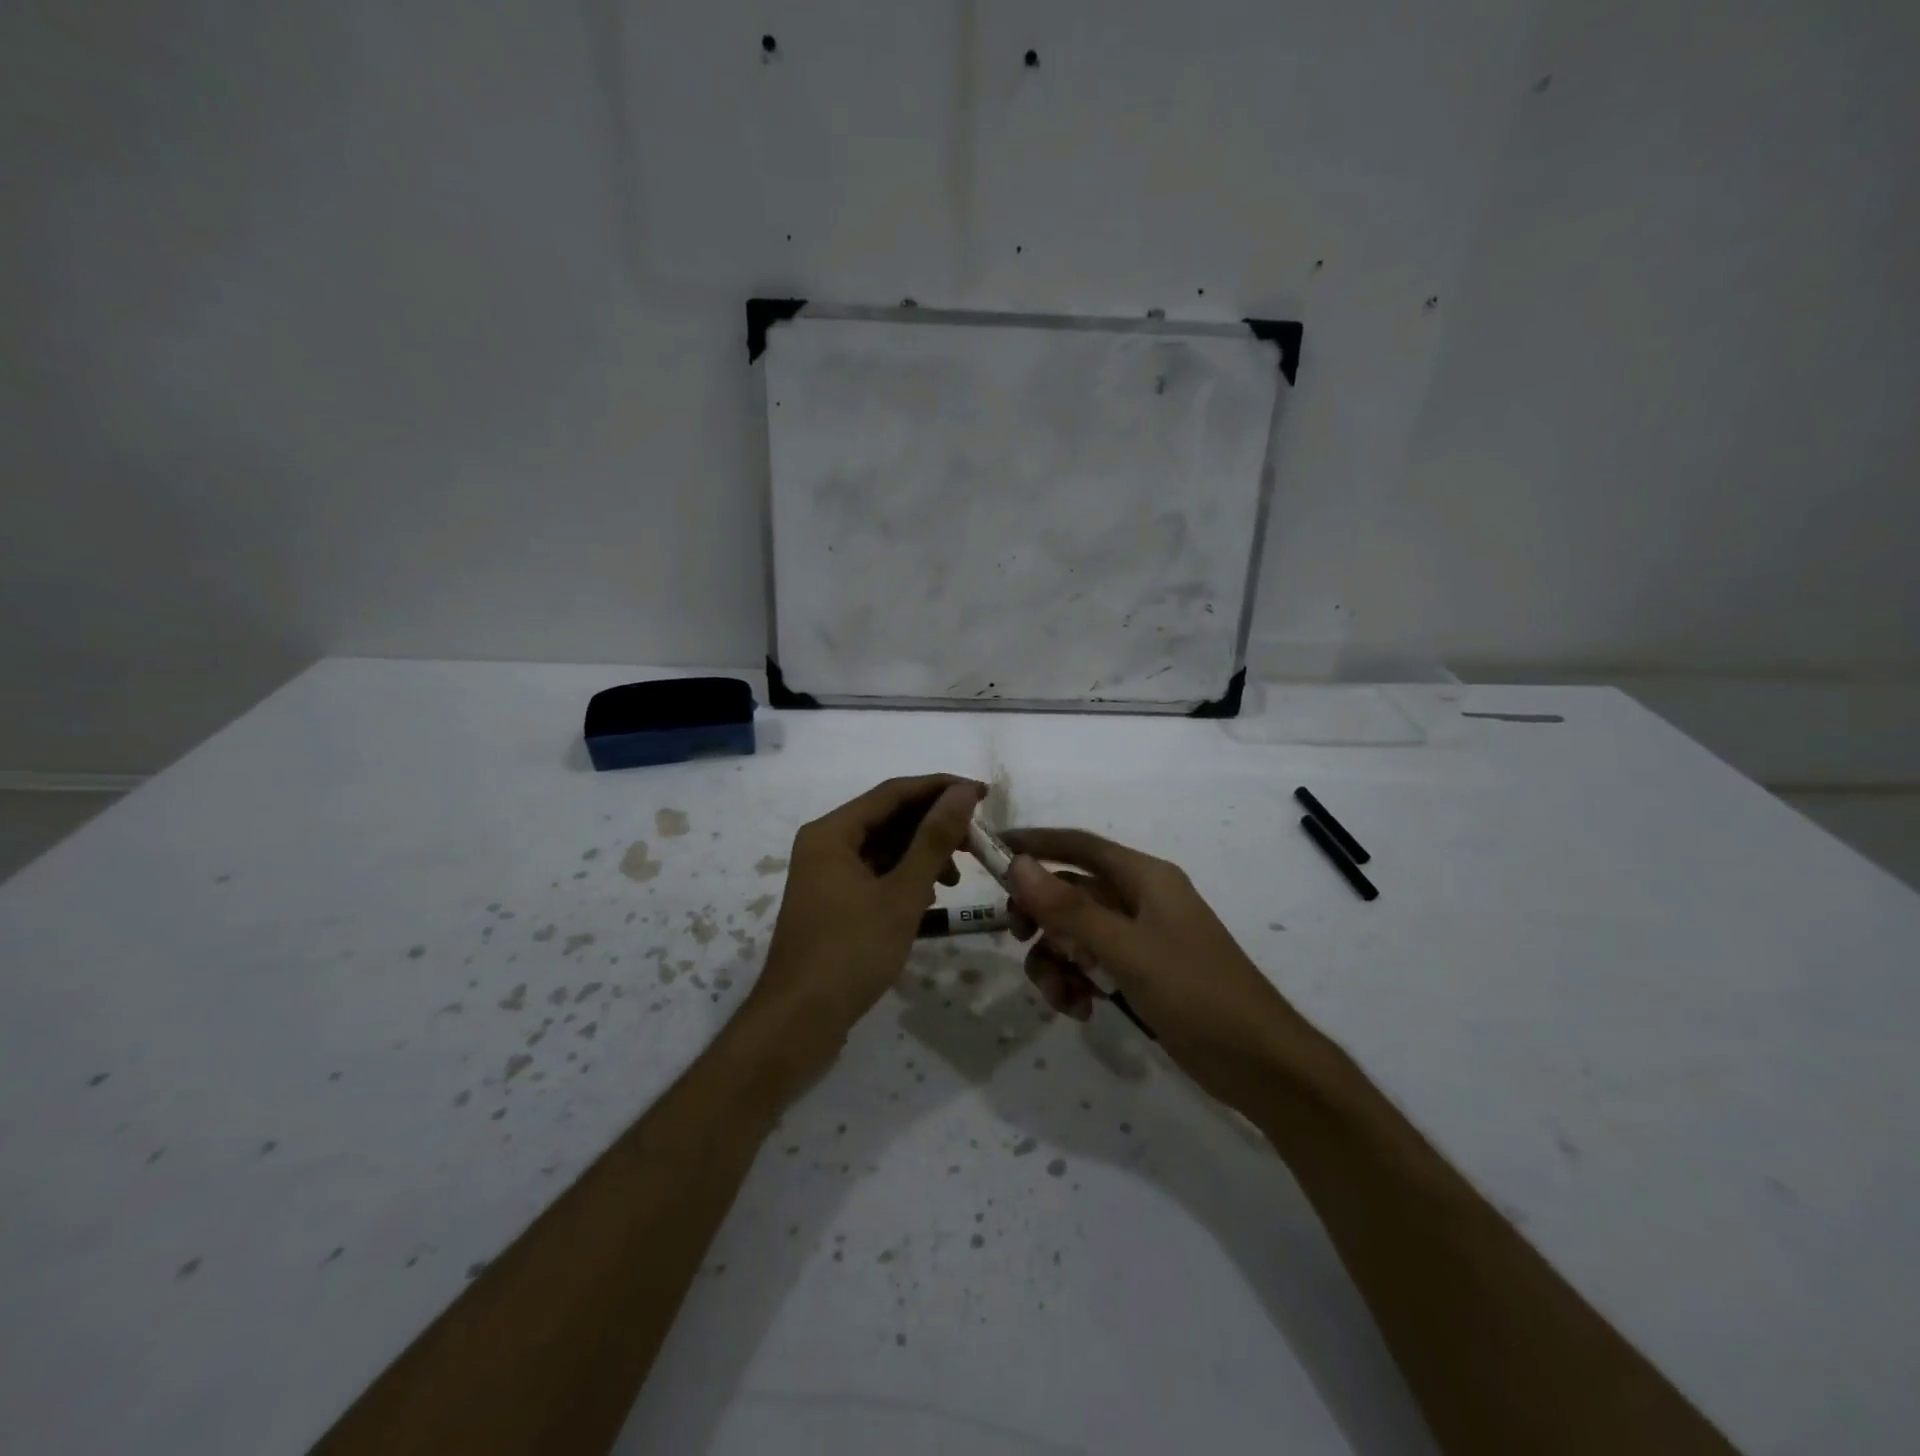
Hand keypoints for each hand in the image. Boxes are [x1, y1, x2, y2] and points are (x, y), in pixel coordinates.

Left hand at [751, 775, 983, 1074]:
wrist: (798, 1022)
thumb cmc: (851, 953)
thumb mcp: (901, 894)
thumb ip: (934, 840)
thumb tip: (962, 792)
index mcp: (832, 832)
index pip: (893, 792)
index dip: (941, 789)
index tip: (983, 794)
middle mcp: (825, 843)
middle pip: (888, 818)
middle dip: (934, 826)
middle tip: (978, 840)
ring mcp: (826, 874)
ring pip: (884, 847)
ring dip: (922, 854)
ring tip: (957, 876)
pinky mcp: (833, 901)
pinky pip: (875, 872)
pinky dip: (905, 877)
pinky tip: (931, 895)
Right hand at [1003, 828, 1319, 1108]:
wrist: (1261, 1065)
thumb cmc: (1199, 995)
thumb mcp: (1128, 952)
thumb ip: (1071, 909)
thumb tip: (1018, 864)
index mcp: (1145, 878)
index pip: (1078, 845)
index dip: (1034, 843)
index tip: (992, 849)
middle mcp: (1140, 899)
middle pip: (1070, 891)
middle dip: (1041, 916)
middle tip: (1017, 938)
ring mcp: (1140, 938)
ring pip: (1075, 933)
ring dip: (1056, 961)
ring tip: (1062, 997)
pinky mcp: (1140, 972)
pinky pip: (1091, 963)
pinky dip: (1076, 982)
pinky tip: (1082, 1010)